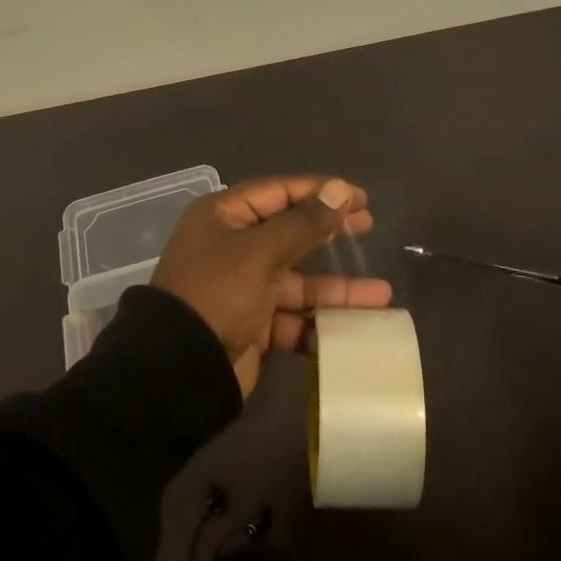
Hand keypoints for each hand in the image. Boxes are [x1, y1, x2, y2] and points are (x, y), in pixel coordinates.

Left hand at [151, 175, 391, 395]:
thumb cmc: (217, 293)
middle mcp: (233, 246)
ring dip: (336, 289)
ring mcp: (244, 287)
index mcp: (225, 216)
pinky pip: (293, 317)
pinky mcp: (253, 325)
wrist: (179, 371)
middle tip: (369, 228)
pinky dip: (319, 322)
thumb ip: (304, 223)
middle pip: (291, 232)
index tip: (359, 197)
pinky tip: (353, 330)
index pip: (279, 192)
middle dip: (330, 233)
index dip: (320, 191)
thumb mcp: (261, 252)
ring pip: (298, 280)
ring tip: (381, 295)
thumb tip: (341, 189)